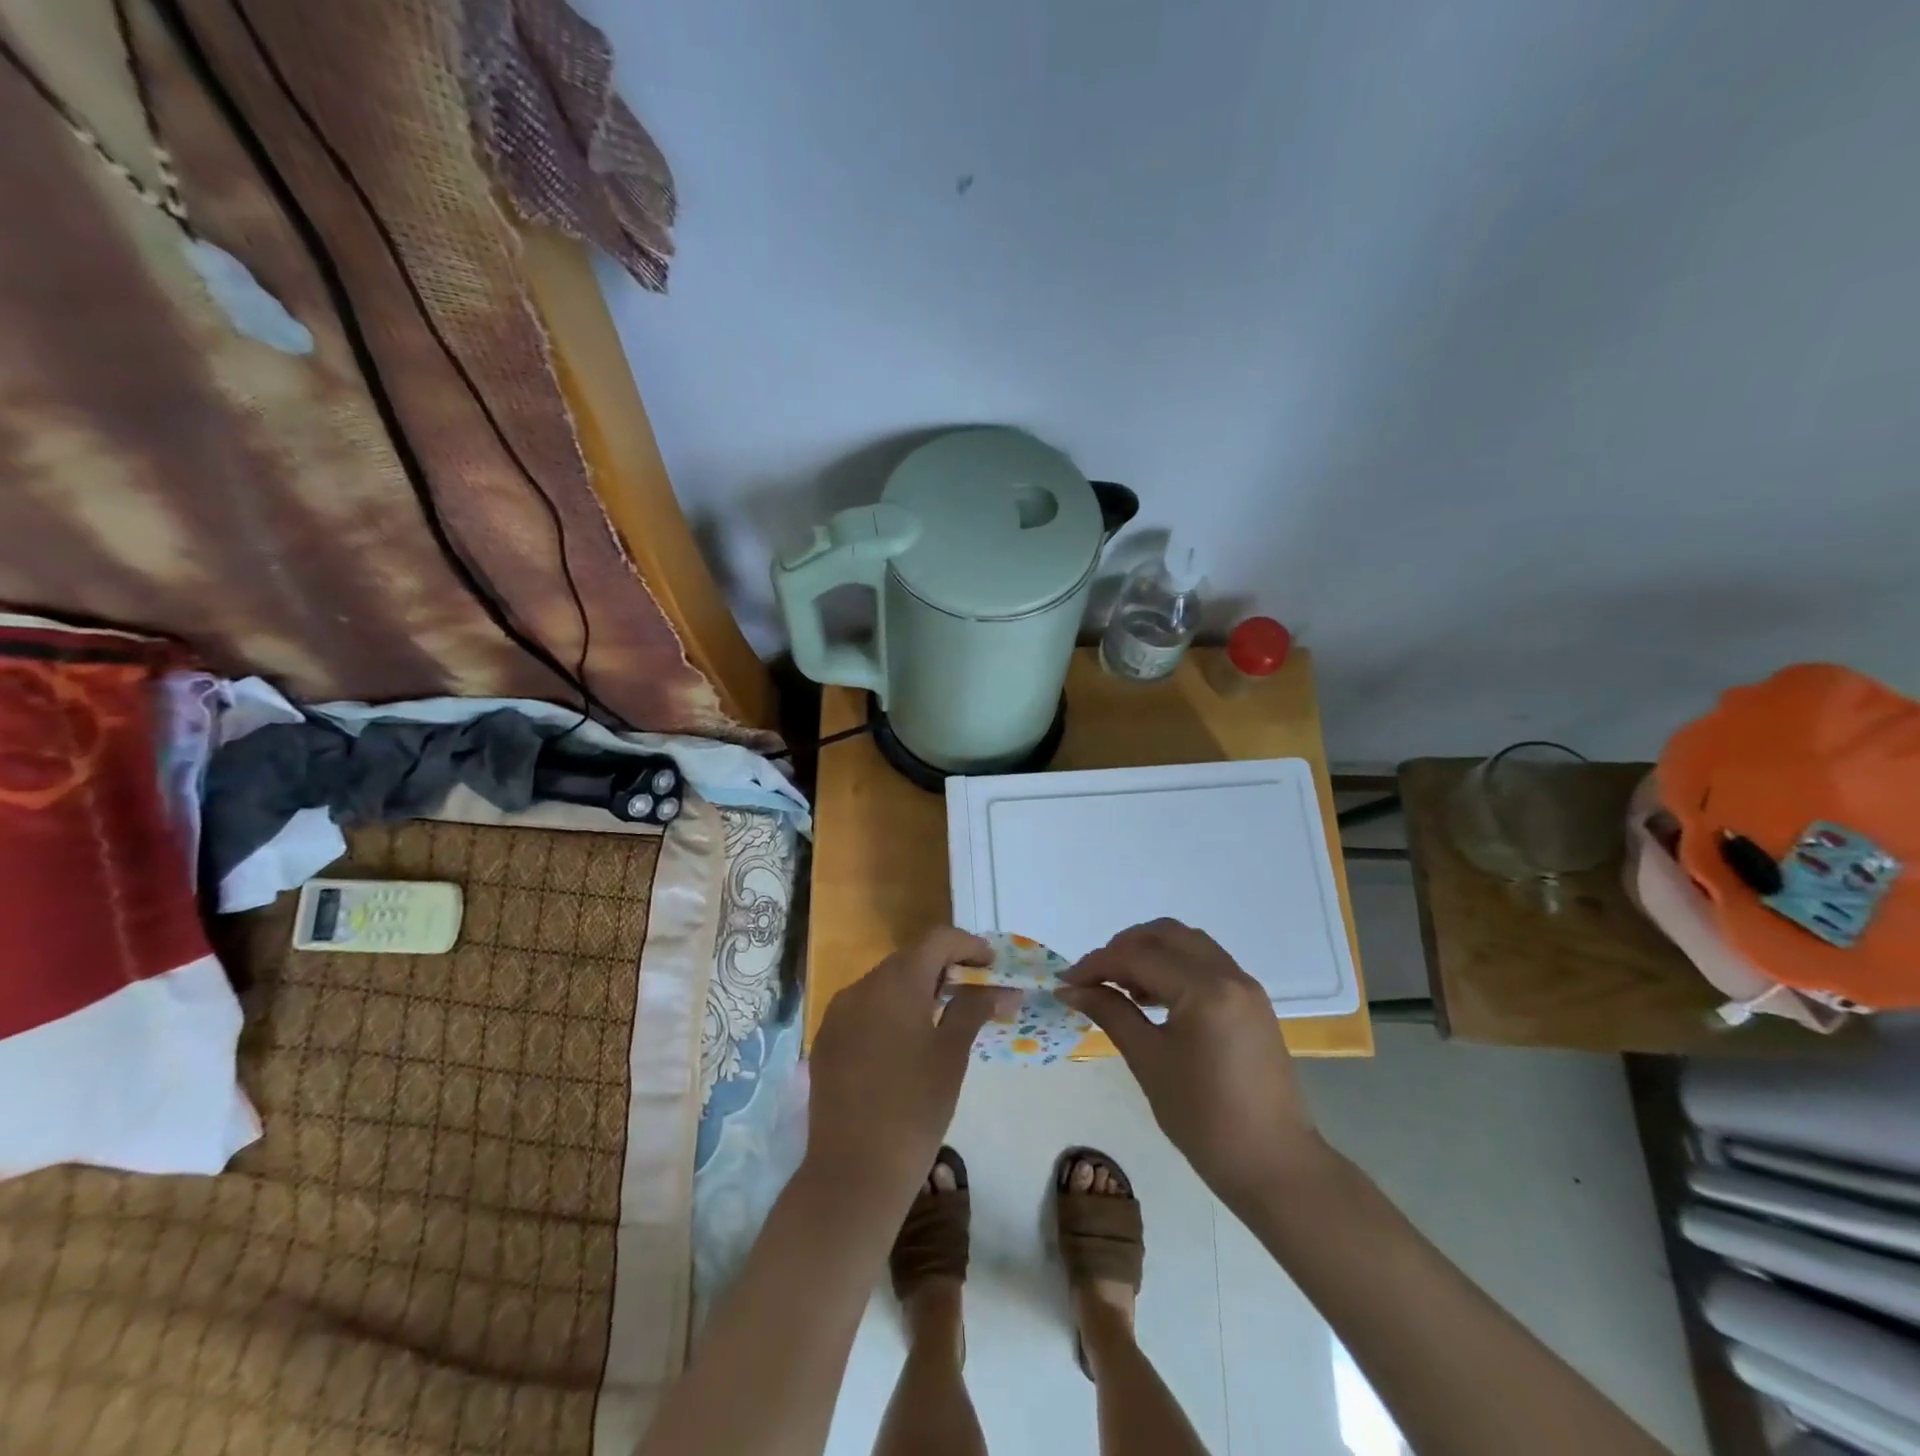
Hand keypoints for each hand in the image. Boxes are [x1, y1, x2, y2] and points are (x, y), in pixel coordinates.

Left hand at [806, 927, 1015, 1211]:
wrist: (853, 1170)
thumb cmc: (915, 1107)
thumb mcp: (952, 1054)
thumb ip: (975, 1009)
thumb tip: (1001, 988)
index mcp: (897, 982)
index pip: (937, 940)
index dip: (968, 945)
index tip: (991, 965)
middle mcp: (862, 986)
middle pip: (909, 959)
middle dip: (943, 968)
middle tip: (972, 993)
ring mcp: (838, 1013)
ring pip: (884, 984)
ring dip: (915, 989)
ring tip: (941, 1018)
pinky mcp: (826, 1040)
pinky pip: (864, 1009)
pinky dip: (889, 1012)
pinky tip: (904, 1043)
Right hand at [1060, 919, 1326, 1207]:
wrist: (1274, 1166)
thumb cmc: (1204, 1119)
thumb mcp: (1148, 1061)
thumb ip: (1110, 1013)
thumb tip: (1071, 990)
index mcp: (1204, 989)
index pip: (1139, 957)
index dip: (1096, 965)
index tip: (1066, 983)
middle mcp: (1228, 974)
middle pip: (1166, 935)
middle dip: (1124, 948)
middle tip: (1094, 977)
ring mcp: (1245, 986)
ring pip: (1188, 944)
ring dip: (1151, 952)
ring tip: (1122, 986)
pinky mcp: (1251, 1002)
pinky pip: (1206, 963)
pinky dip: (1175, 966)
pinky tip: (1154, 997)